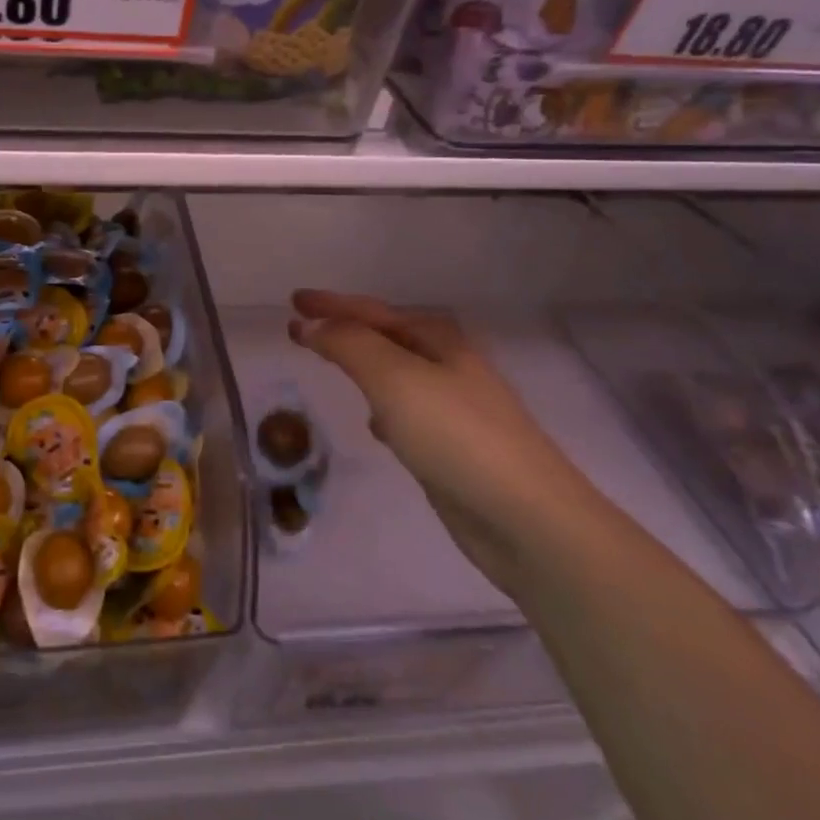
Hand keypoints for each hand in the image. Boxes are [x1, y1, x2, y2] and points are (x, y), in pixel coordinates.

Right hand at [288, 290, 609, 593]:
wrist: (526, 518)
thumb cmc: (456, 435)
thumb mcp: (394, 379)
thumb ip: (349, 345)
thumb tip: (310, 324)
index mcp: (437, 341)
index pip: (372, 312)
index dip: (331, 305)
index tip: (292, 301)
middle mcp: (448, 367)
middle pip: (386, 337)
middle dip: (346, 329)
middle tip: (305, 328)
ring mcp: (453, 408)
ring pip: (395, 375)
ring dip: (363, 365)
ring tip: (332, 363)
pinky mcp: (452, 448)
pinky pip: (406, 412)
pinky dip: (383, 407)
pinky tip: (374, 424)